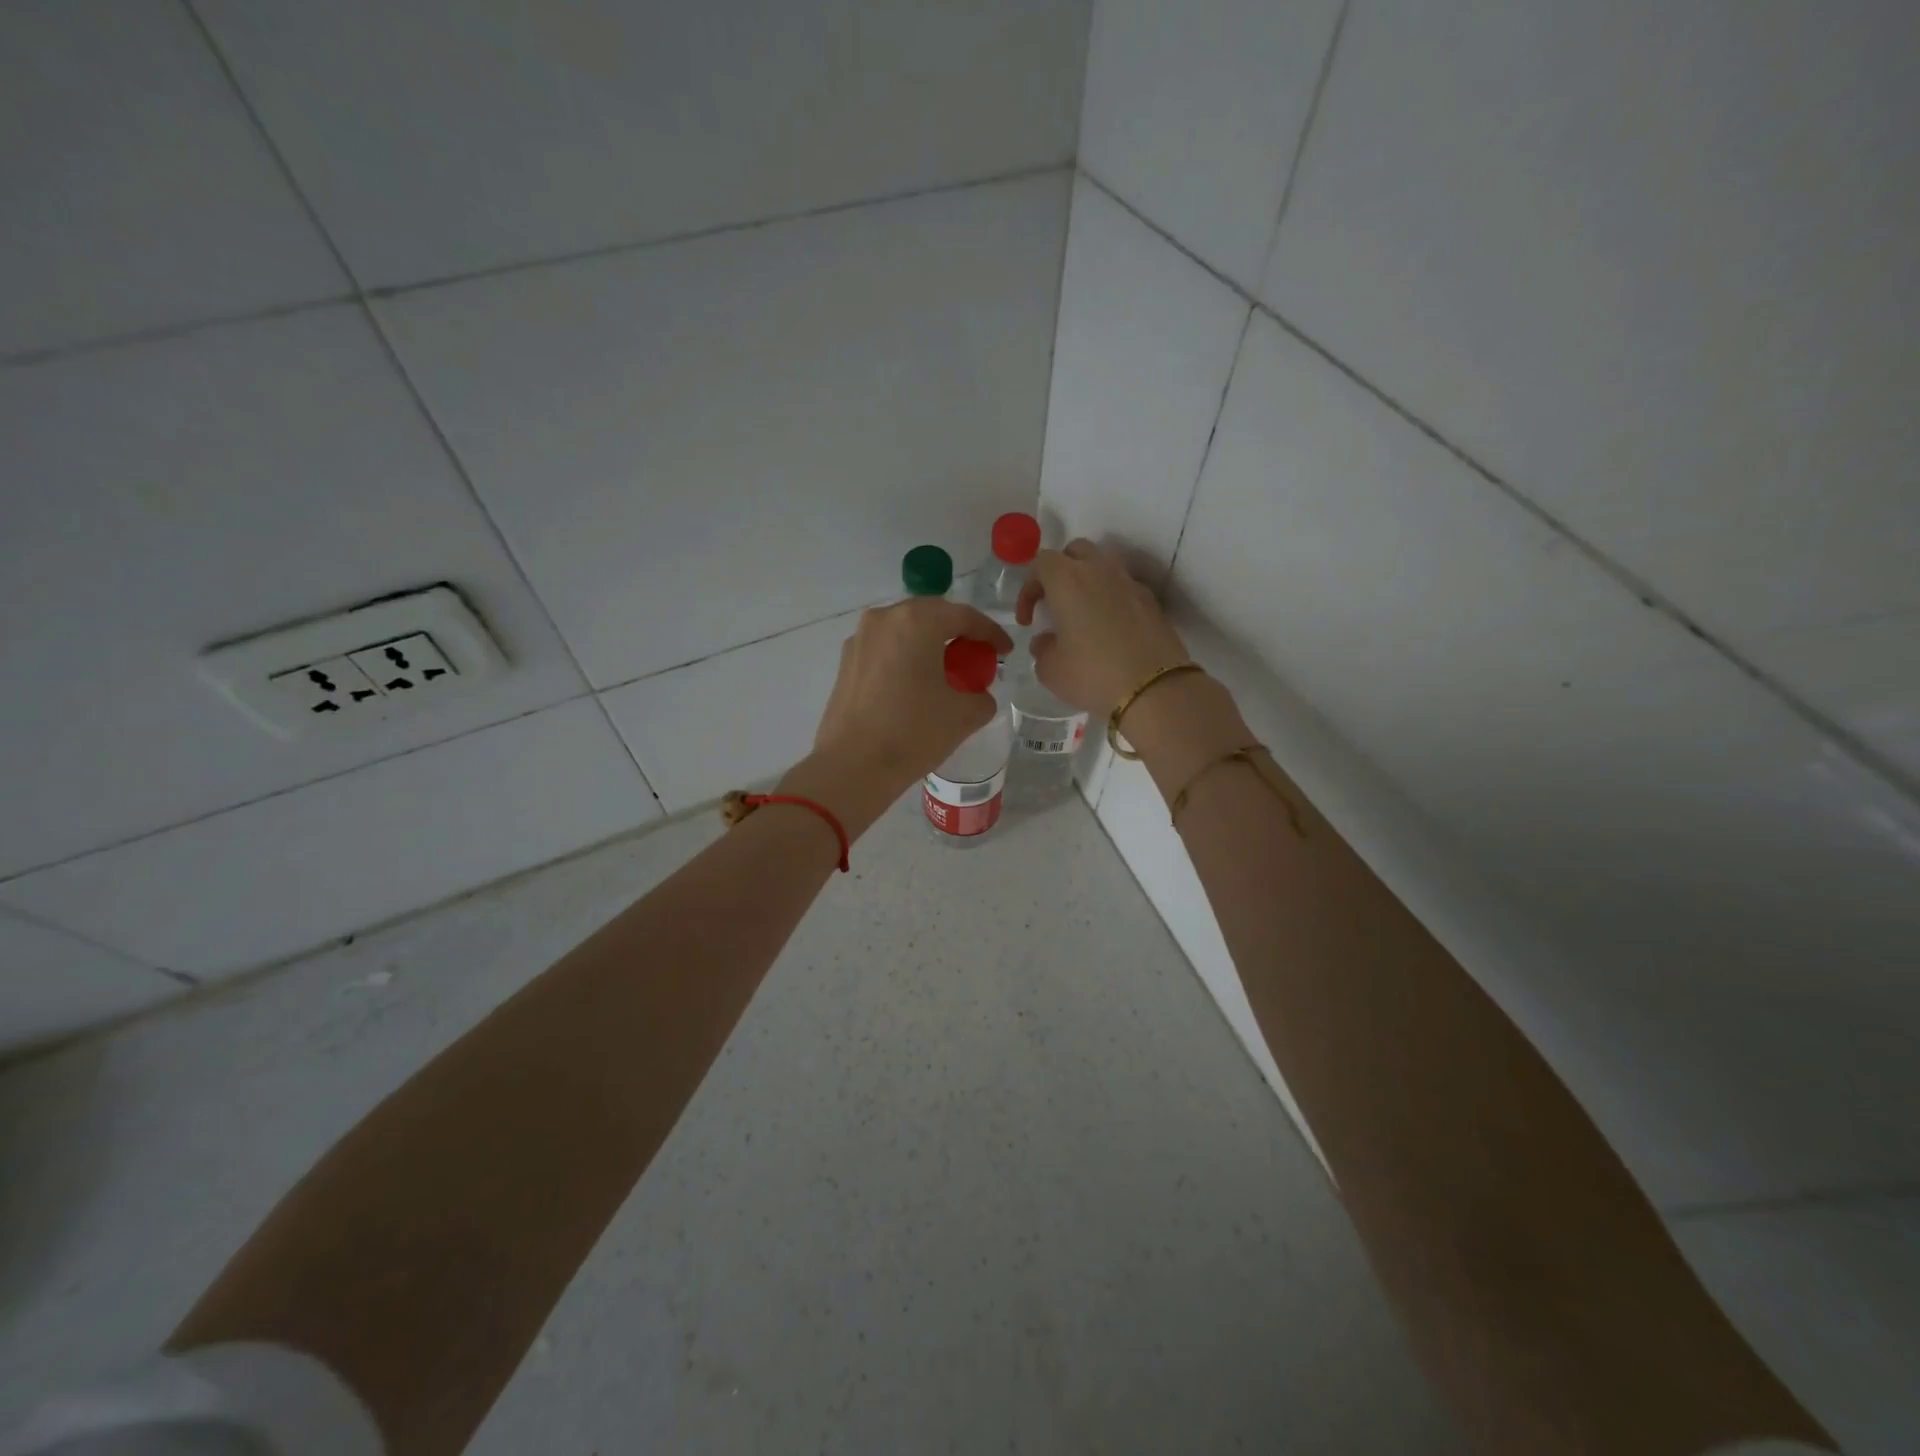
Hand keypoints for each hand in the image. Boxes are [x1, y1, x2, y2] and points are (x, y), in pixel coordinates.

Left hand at [811, 597, 1012, 793]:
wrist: (853, 766)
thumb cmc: (913, 732)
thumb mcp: (964, 715)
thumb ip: (982, 697)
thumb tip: (977, 695)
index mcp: (917, 622)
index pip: (964, 616)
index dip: (990, 632)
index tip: (1005, 651)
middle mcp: (884, 618)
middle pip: (931, 615)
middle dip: (957, 632)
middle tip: (976, 656)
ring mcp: (860, 638)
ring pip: (905, 629)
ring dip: (928, 643)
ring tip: (946, 670)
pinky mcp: (846, 662)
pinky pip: (885, 648)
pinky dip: (905, 657)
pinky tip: (914, 684)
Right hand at [1015, 540, 1188, 714]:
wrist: (1155, 689)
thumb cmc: (1093, 675)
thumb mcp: (1050, 669)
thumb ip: (1042, 648)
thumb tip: (1047, 641)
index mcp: (1068, 580)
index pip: (1041, 562)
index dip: (1029, 588)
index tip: (1028, 620)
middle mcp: (1100, 570)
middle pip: (1075, 552)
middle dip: (1060, 572)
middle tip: (1054, 604)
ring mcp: (1130, 583)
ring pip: (1103, 566)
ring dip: (1088, 582)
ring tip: (1083, 614)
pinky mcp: (1152, 601)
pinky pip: (1124, 588)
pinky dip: (1112, 599)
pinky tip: (1111, 629)